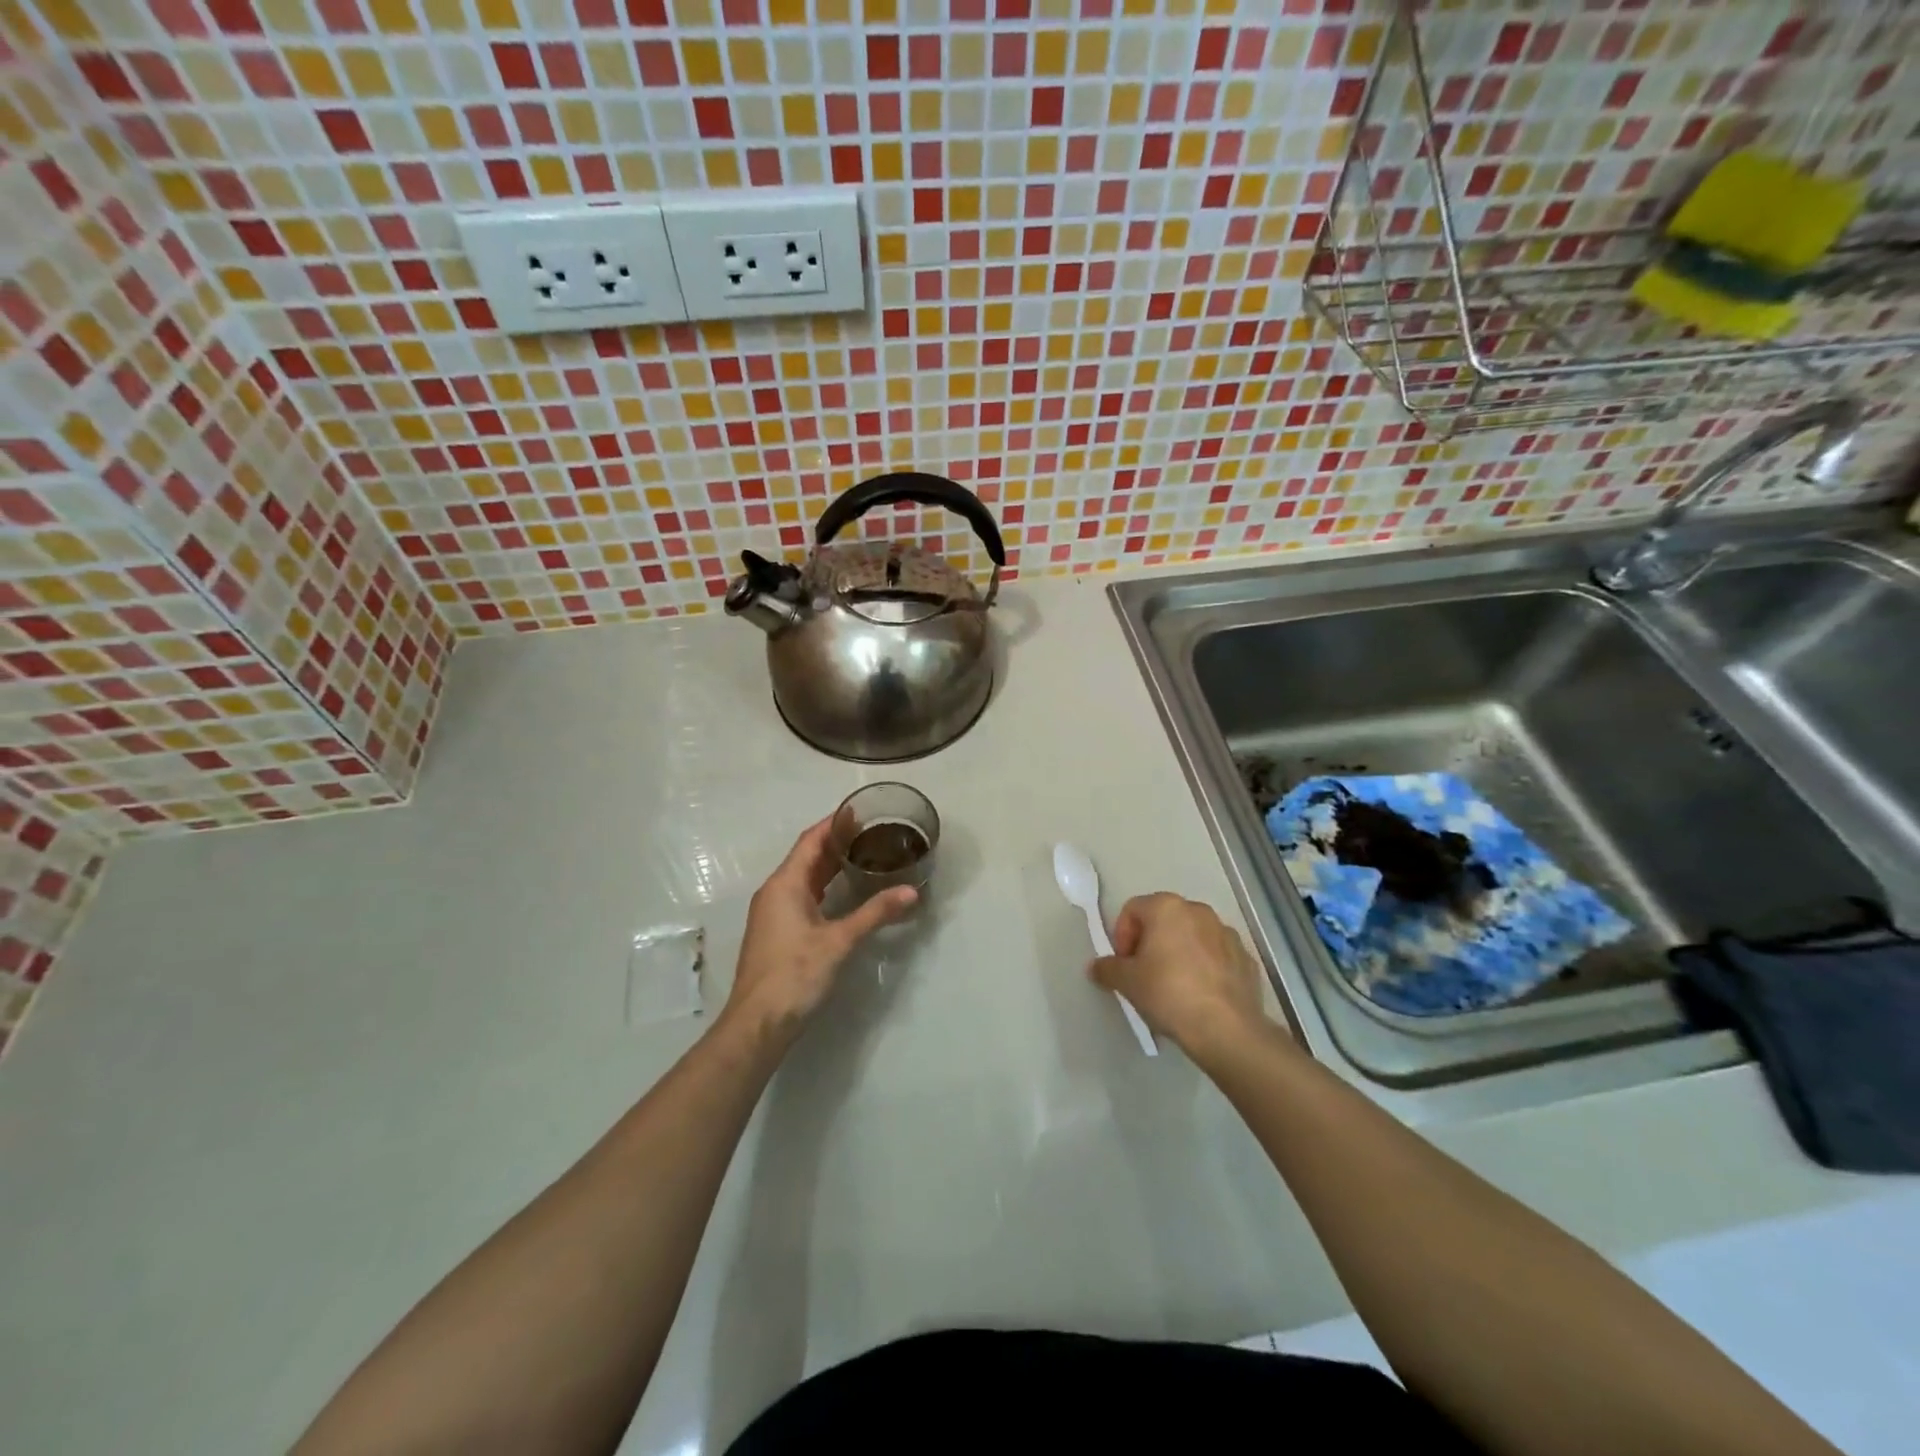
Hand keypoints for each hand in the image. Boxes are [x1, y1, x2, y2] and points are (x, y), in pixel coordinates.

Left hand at [723, 816, 916, 1041]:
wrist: (758, 1022)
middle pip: (806, 856)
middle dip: (835, 842)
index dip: (834, 823)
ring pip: (804, 878)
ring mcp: (773, 912)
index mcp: (784, 884)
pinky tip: (845, 891)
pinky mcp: (778, 931)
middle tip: (871, 832)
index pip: (810, 840)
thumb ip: (875, 913)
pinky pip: (802, 895)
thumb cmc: (795, 974)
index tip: (860, 811)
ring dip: (829, 865)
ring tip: (863, 855)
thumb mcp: (839, 941)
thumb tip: (911, 892)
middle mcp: (775, 892)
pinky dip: (824, 886)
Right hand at [1089, 893, 1270, 1059]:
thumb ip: (1107, 968)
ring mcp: (1227, 934)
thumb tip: (1096, 967)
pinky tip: (1201, 995)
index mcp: (1167, 907)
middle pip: (1164, 920)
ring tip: (1174, 986)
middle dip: (1150, 943)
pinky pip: (1217, 956)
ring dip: (1179, 953)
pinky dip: (1206, 968)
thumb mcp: (1127, 982)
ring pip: (1192, 936)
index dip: (1122, 936)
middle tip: (1144, 974)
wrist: (1226, 1029)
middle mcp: (1199, 911)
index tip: (1124, 964)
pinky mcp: (1247, 958)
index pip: (1132, 909)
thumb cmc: (1168, 993)